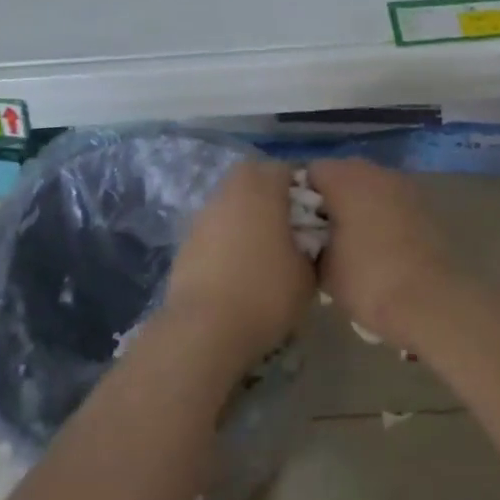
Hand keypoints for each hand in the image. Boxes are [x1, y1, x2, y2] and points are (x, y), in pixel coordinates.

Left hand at [163, 158, 314, 365]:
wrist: (205, 327)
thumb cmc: (265, 292)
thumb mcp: (308, 273)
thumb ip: (310, 246)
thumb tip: (305, 243)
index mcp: (262, 185)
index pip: (288, 171)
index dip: (303, 193)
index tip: (313, 221)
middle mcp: (231, 188)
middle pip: (256, 180)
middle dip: (272, 199)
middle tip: (288, 233)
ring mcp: (204, 212)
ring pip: (234, 203)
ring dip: (247, 219)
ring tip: (261, 255)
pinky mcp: (186, 238)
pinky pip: (216, 228)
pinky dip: (227, 240)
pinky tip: (236, 271)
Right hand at [308, 159, 456, 348]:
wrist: (433, 303)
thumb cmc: (369, 280)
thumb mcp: (323, 268)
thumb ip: (309, 241)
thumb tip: (308, 237)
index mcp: (345, 178)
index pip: (311, 172)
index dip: (298, 196)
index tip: (295, 225)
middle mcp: (374, 171)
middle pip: (341, 175)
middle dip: (329, 200)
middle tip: (319, 235)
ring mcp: (403, 186)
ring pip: (368, 187)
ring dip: (357, 206)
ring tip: (349, 243)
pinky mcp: (423, 206)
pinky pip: (390, 202)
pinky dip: (380, 216)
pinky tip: (377, 247)